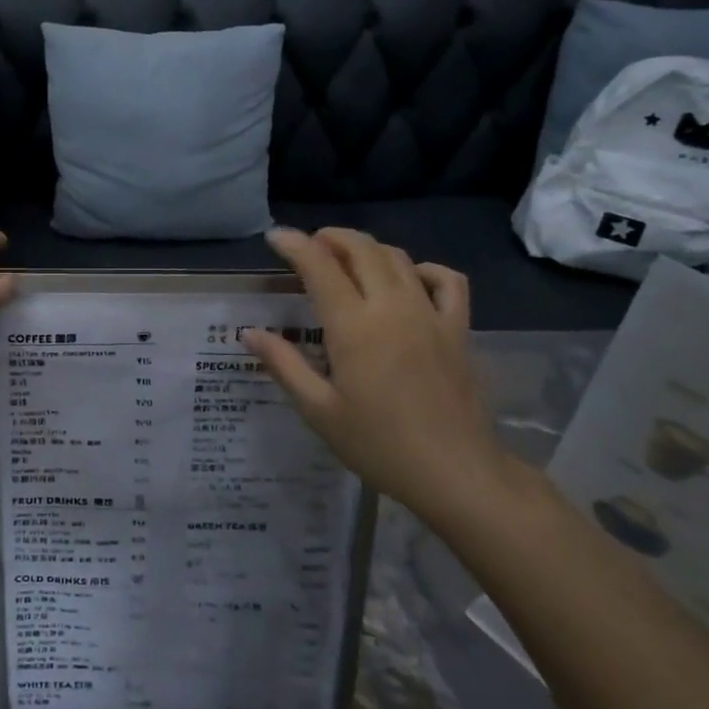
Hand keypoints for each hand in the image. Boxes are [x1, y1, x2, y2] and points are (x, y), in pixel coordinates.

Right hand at [242, 228, 511, 526]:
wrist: (454, 472)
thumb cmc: (378, 444)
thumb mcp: (319, 410)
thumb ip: (284, 365)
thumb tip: (250, 333)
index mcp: (354, 326)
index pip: (320, 266)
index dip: (294, 244)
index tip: (275, 237)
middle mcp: (392, 306)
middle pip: (362, 249)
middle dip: (331, 237)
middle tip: (310, 246)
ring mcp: (430, 313)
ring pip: (398, 257)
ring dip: (368, 248)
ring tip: (348, 259)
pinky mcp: (458, 328)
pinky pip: (447, 280)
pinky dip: (424, 269)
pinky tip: (410, 280)